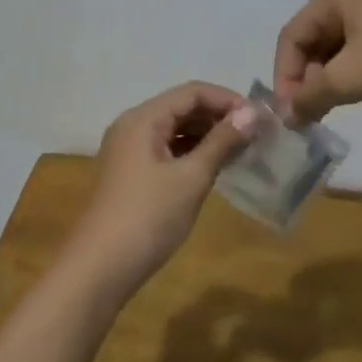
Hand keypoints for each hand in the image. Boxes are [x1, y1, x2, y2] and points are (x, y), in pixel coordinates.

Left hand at [65, 82, 257, 299]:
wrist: (100, 269)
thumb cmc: (148, 217)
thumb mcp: (191, 178)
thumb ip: (221, 142)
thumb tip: (252, 113)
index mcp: (143, 118)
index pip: (192, 92)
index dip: (228, 100)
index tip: (261, 119)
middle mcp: (132, 126)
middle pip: (182, 108)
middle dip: (219, 117)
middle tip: (257, 135)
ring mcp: (129, 151)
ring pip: (174, 130)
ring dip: (208, 135)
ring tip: (242, 150)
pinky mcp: (131, 174)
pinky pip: (167, 150)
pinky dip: (192, 153)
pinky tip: (215, 167)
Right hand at [273, 0, 361, 122]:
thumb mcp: (352, 79)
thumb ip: (312, 96)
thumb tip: (288, 116)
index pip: (292, 35)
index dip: (284, 75)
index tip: (290, 112)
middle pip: (314, 36)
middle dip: (308, 76)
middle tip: (312, 111)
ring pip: (340, 42)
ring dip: (331, 75)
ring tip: (337, 104)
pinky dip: (355, 67)